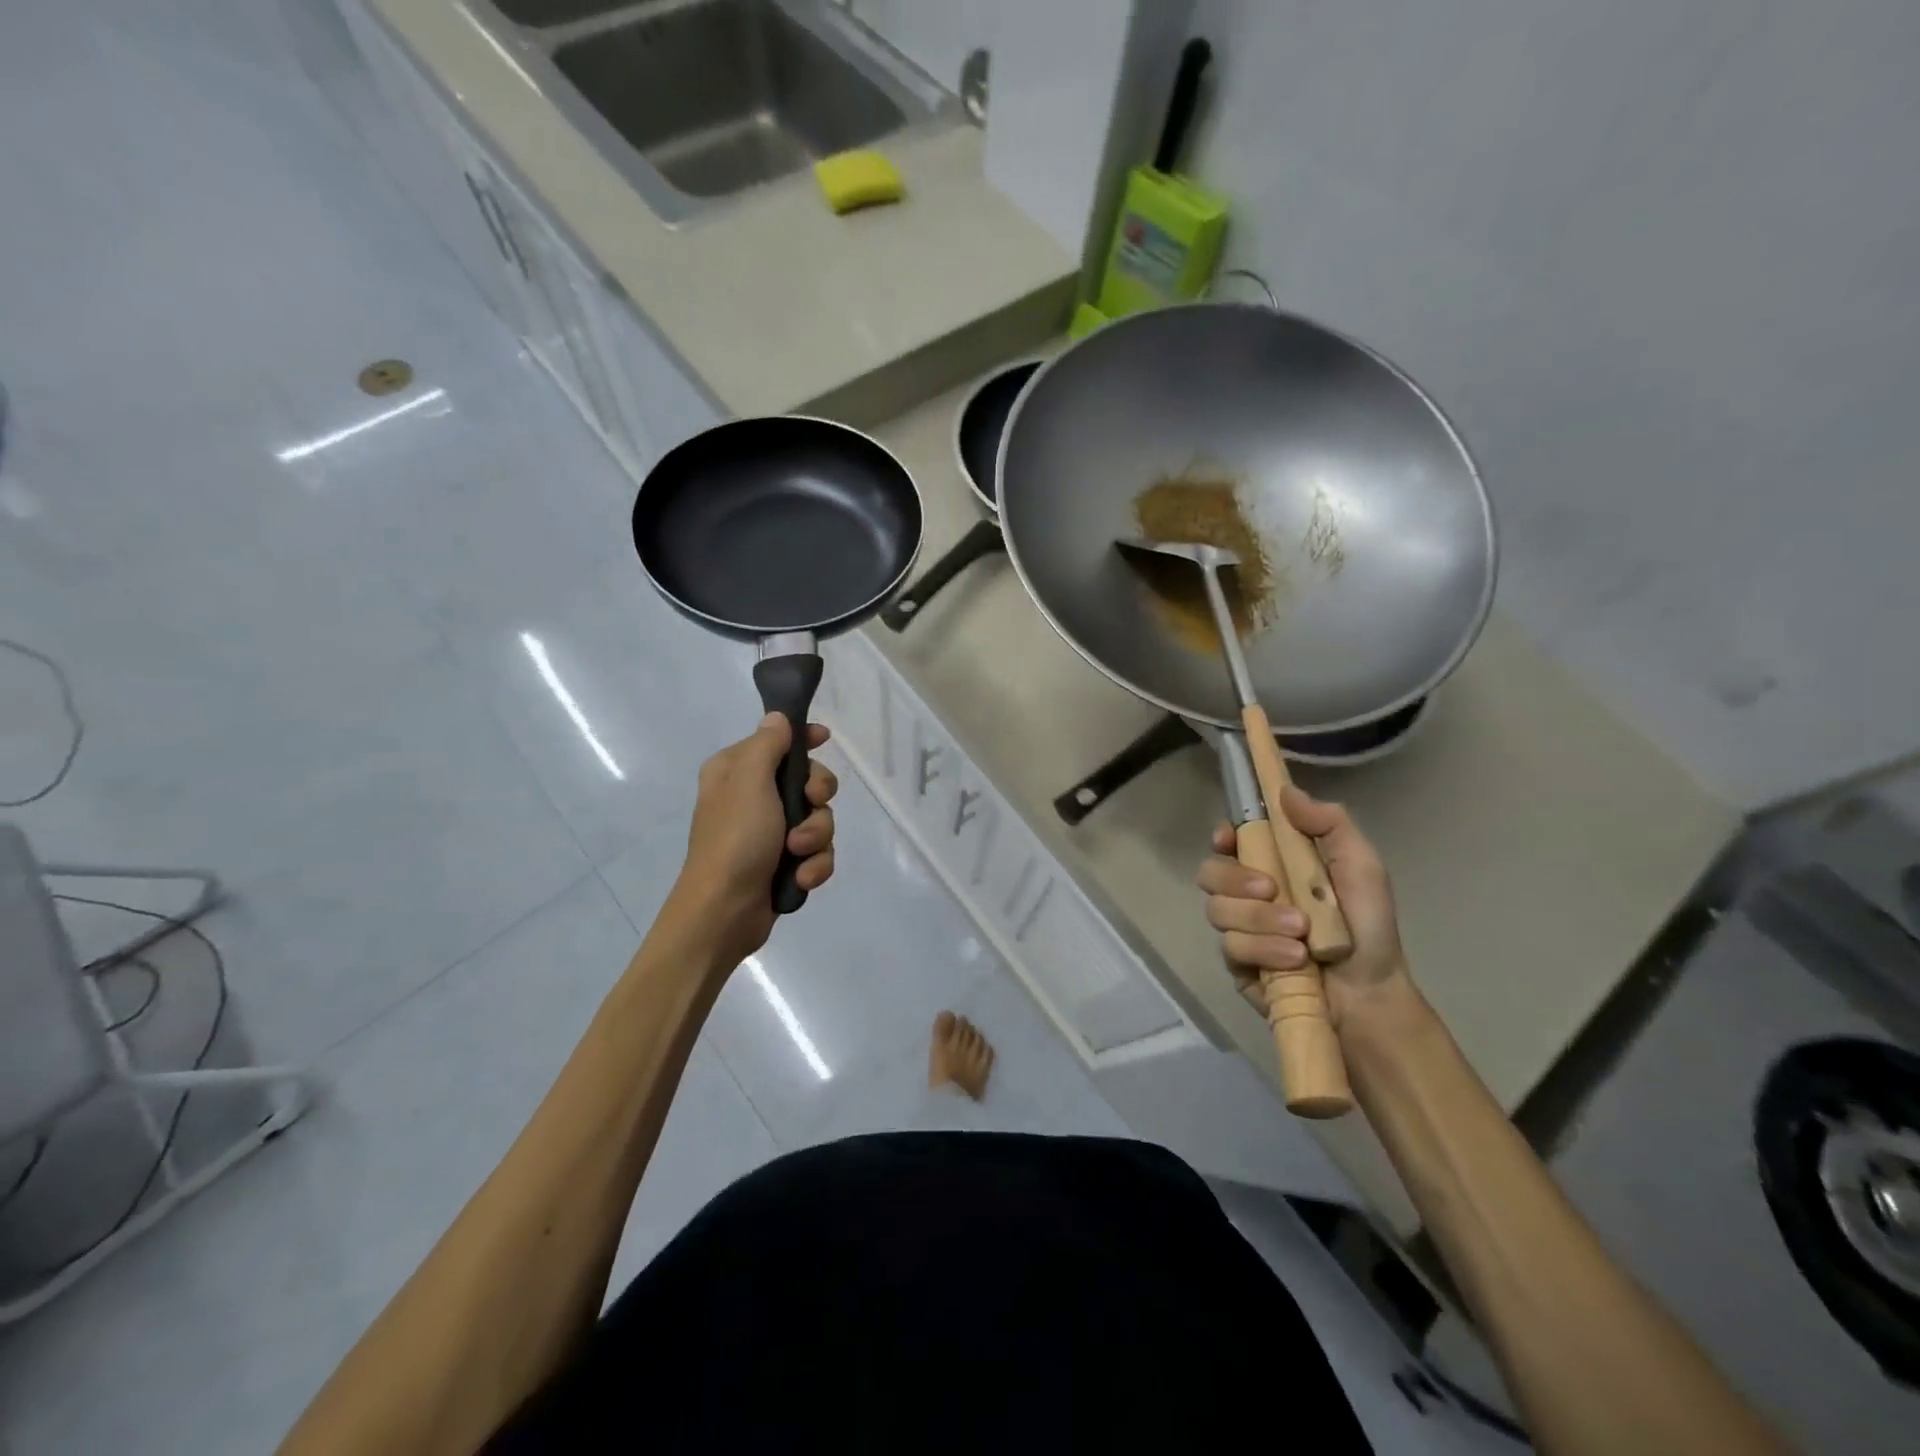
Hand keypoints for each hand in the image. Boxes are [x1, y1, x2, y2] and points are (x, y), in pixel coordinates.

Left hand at [674, 713, 838, 965]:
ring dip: (816, 836)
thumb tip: (777, 718)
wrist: (723, 912)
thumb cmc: (735, 839)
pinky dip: (814, 865)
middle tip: (810, 804)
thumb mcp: (749, 781)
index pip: (777, 741)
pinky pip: (817, 852)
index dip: (803, 738)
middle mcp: (753, 798)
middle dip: (817, 798)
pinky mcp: (784, 863)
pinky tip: (802, 878)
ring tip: (798, 854)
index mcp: (736, 772)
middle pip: (808, 781)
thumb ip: (767, 745)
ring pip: (819, 819)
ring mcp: (770, 833)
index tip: (824, 739)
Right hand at [1196, 787, 1409, 1029]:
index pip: (1229, 841)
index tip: (1228, 838)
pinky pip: (1230, 947)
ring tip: (1300, 935)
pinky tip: (1294, 959)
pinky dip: (1263, 950)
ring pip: (1218, 911)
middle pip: (1210, 873)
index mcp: (1273, 864)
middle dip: (1237, 879)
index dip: (1222, 836)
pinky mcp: (1237, 964)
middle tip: (1272, 888)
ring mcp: (1240, 929)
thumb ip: (1329, 823)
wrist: (1371, 995)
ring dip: (1259, 919)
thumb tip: (1285, 790)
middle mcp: (1248, 894)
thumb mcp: (1361, 866)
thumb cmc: (1369, 926)